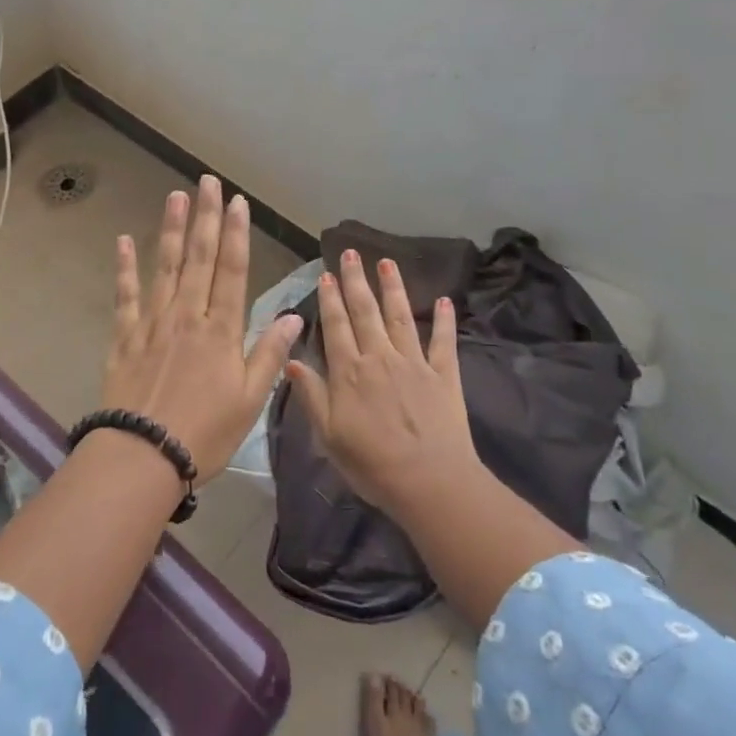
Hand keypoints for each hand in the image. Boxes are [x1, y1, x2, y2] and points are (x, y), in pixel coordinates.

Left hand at [100, 176, 301, 484]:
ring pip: (164, 267)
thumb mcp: (250, 400)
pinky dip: (125, 267)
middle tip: (207, 182)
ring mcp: (152, 322)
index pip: (231, 270)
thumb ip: (270, 354)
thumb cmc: (204, 433)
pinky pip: (125, 295)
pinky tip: (123, 241)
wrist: (143, 455)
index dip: (236, 234)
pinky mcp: (125, 336)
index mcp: (220, 330)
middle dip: (205, 217)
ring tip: (175, 196)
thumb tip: (296, 317)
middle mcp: (187, 316)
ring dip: (170, 229)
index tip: (238, 202)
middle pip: (198, 258)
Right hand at [285, 250, 481, 518]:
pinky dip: (444, 320)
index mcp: (350, 372)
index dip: (330, 299)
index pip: (337, 326)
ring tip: (387, 262)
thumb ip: (311, 395)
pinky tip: (444, 300)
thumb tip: (291, 359)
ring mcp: (415, 363)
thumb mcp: (328, 435)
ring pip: (401, 317)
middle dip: (356, 280)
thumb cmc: (372, 464)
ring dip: (393, 288)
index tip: (326, 274)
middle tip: (351, 252)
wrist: (430, 483)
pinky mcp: (445, 376)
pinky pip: (444, 342)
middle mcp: (381, 357)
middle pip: (366, 312)